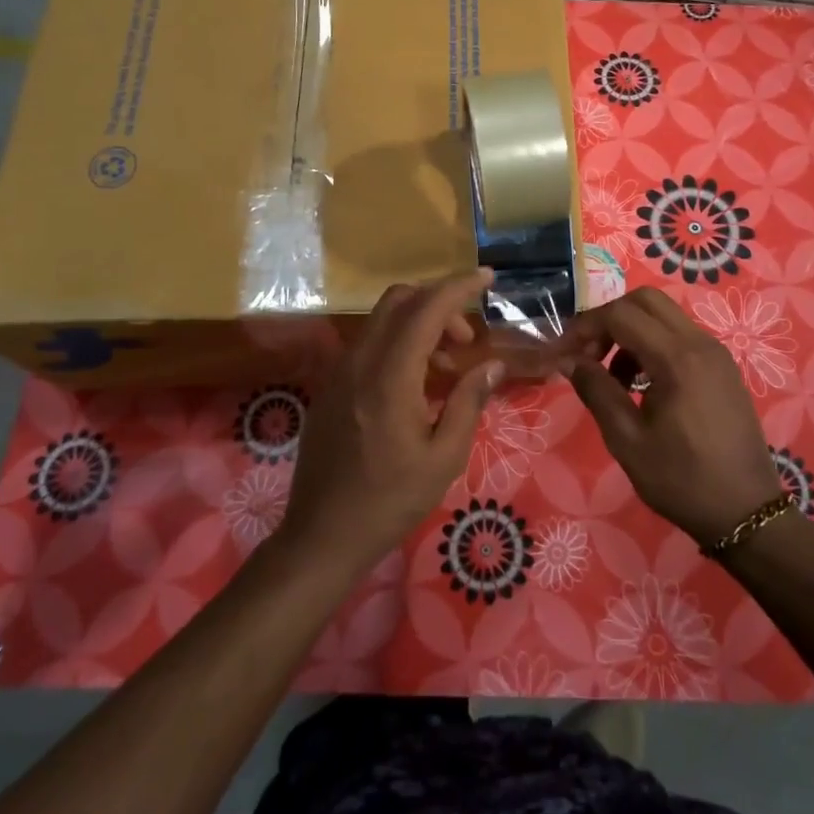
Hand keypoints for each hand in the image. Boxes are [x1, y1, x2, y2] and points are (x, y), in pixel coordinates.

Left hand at [280, 270, 504, 576]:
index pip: (426, 309)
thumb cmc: (390, 501)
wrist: (321, 535)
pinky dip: (397, 342)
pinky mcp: (330, 386)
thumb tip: (493, 364)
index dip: (459, 287)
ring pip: (381, 320)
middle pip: (399, 300)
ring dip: (418, 324)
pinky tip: (414, 384)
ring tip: (445, 367)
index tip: (487, 278)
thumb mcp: (443, 457)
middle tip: (466, 339)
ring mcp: (339, 371)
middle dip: (438, 303)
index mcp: (390, 377)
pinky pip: (367, 344)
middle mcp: (360, 362)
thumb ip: (468, 401)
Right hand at [567, 288, 784, 546]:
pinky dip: (654, 344)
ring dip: (631, 332)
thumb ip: (596, 391)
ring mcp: (716, 353)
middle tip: (589, 355)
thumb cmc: (682, 479)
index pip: (621, 314)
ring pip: (664, 316)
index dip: (586, 327)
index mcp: (677, 358)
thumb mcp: (627, 440)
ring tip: (614, 378)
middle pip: (645, 300)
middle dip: (610, 319)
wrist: (747, 512)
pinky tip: (643, 385)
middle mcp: (700, 343)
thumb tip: (569, 360)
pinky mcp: (723, 367)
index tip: (565, 354)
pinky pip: (681, 336)